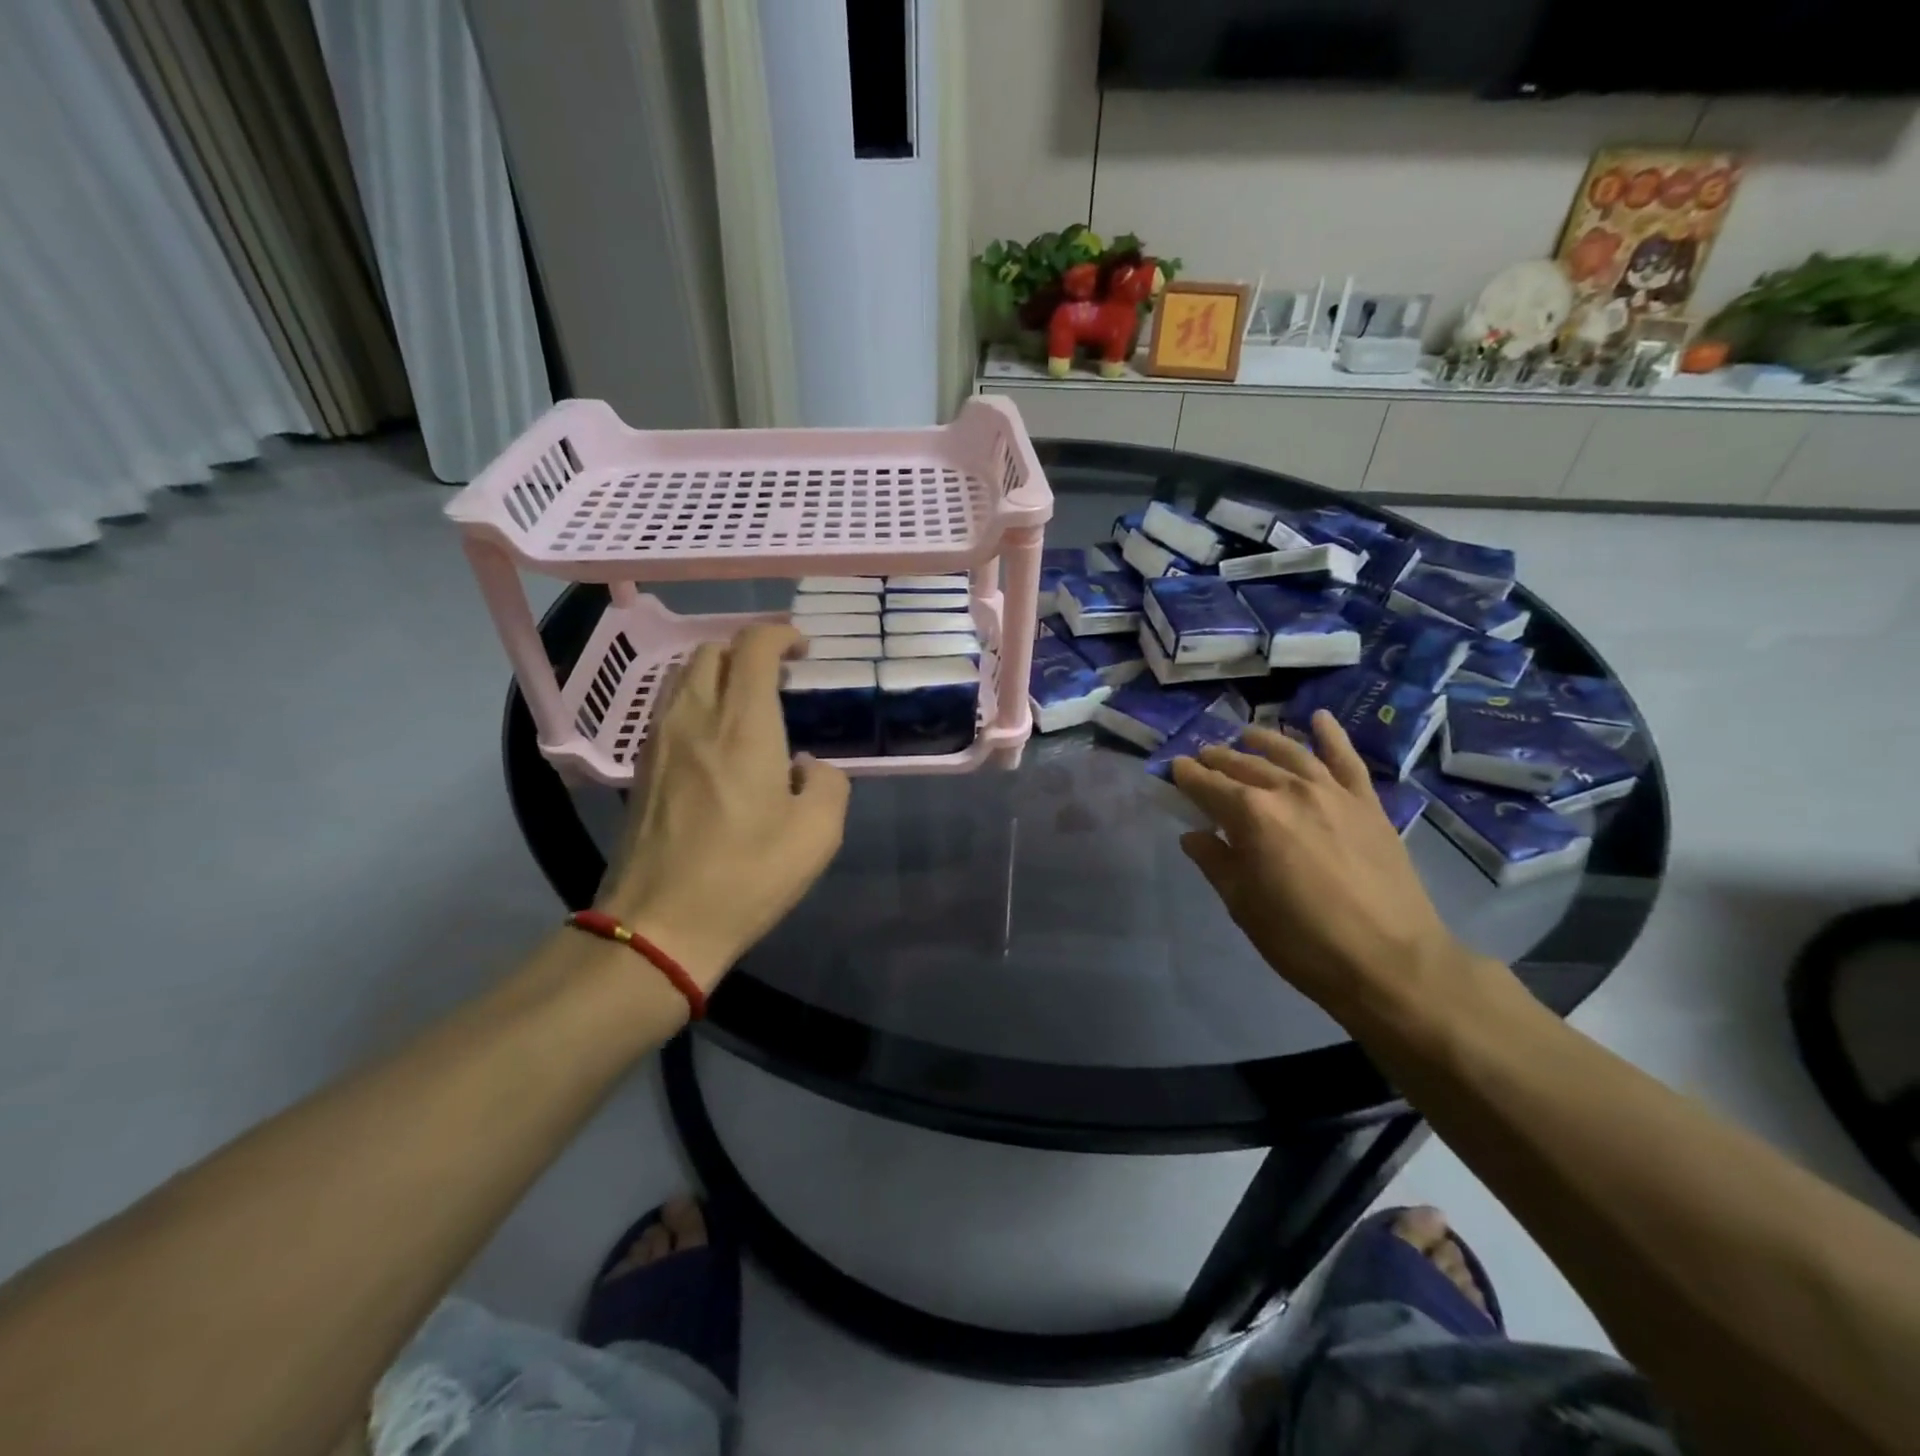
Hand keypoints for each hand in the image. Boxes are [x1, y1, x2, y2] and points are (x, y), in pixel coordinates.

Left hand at [597, 624, 849, 988]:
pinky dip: (697, 702)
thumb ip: (828, 784)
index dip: (780, 634)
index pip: (753, 647)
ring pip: (684, 677)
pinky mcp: (641, 768)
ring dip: (719, 674)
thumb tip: (806, 766)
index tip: (803, 649)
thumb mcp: (818, 835)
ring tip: (748, 704)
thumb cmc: (746, 876)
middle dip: (749, 651)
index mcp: (743, 726)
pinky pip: (669, 709)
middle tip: (780, 678)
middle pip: (712, 651)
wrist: (660, 926)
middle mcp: (695, 719)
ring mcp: (659, 741)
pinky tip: (718, 739)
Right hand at [1170, 714, 1478, 1032]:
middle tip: (1202, 758)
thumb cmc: (1303, 940)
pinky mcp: (1367, 803)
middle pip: (1244, 765)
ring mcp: (1332, 792)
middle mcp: (1288, 790)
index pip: (1207, 784)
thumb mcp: (1244, 906)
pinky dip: (1331, 734)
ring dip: (1262, 741)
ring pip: (1289, 753)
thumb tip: (1194, 834)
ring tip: (1245, 735)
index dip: (1185, 775)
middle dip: (1217, 759)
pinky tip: (1318, 717)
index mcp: (1251, 815)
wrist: (1391, 962)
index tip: (1172, 769)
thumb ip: (1215, 862)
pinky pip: (1346, 759)